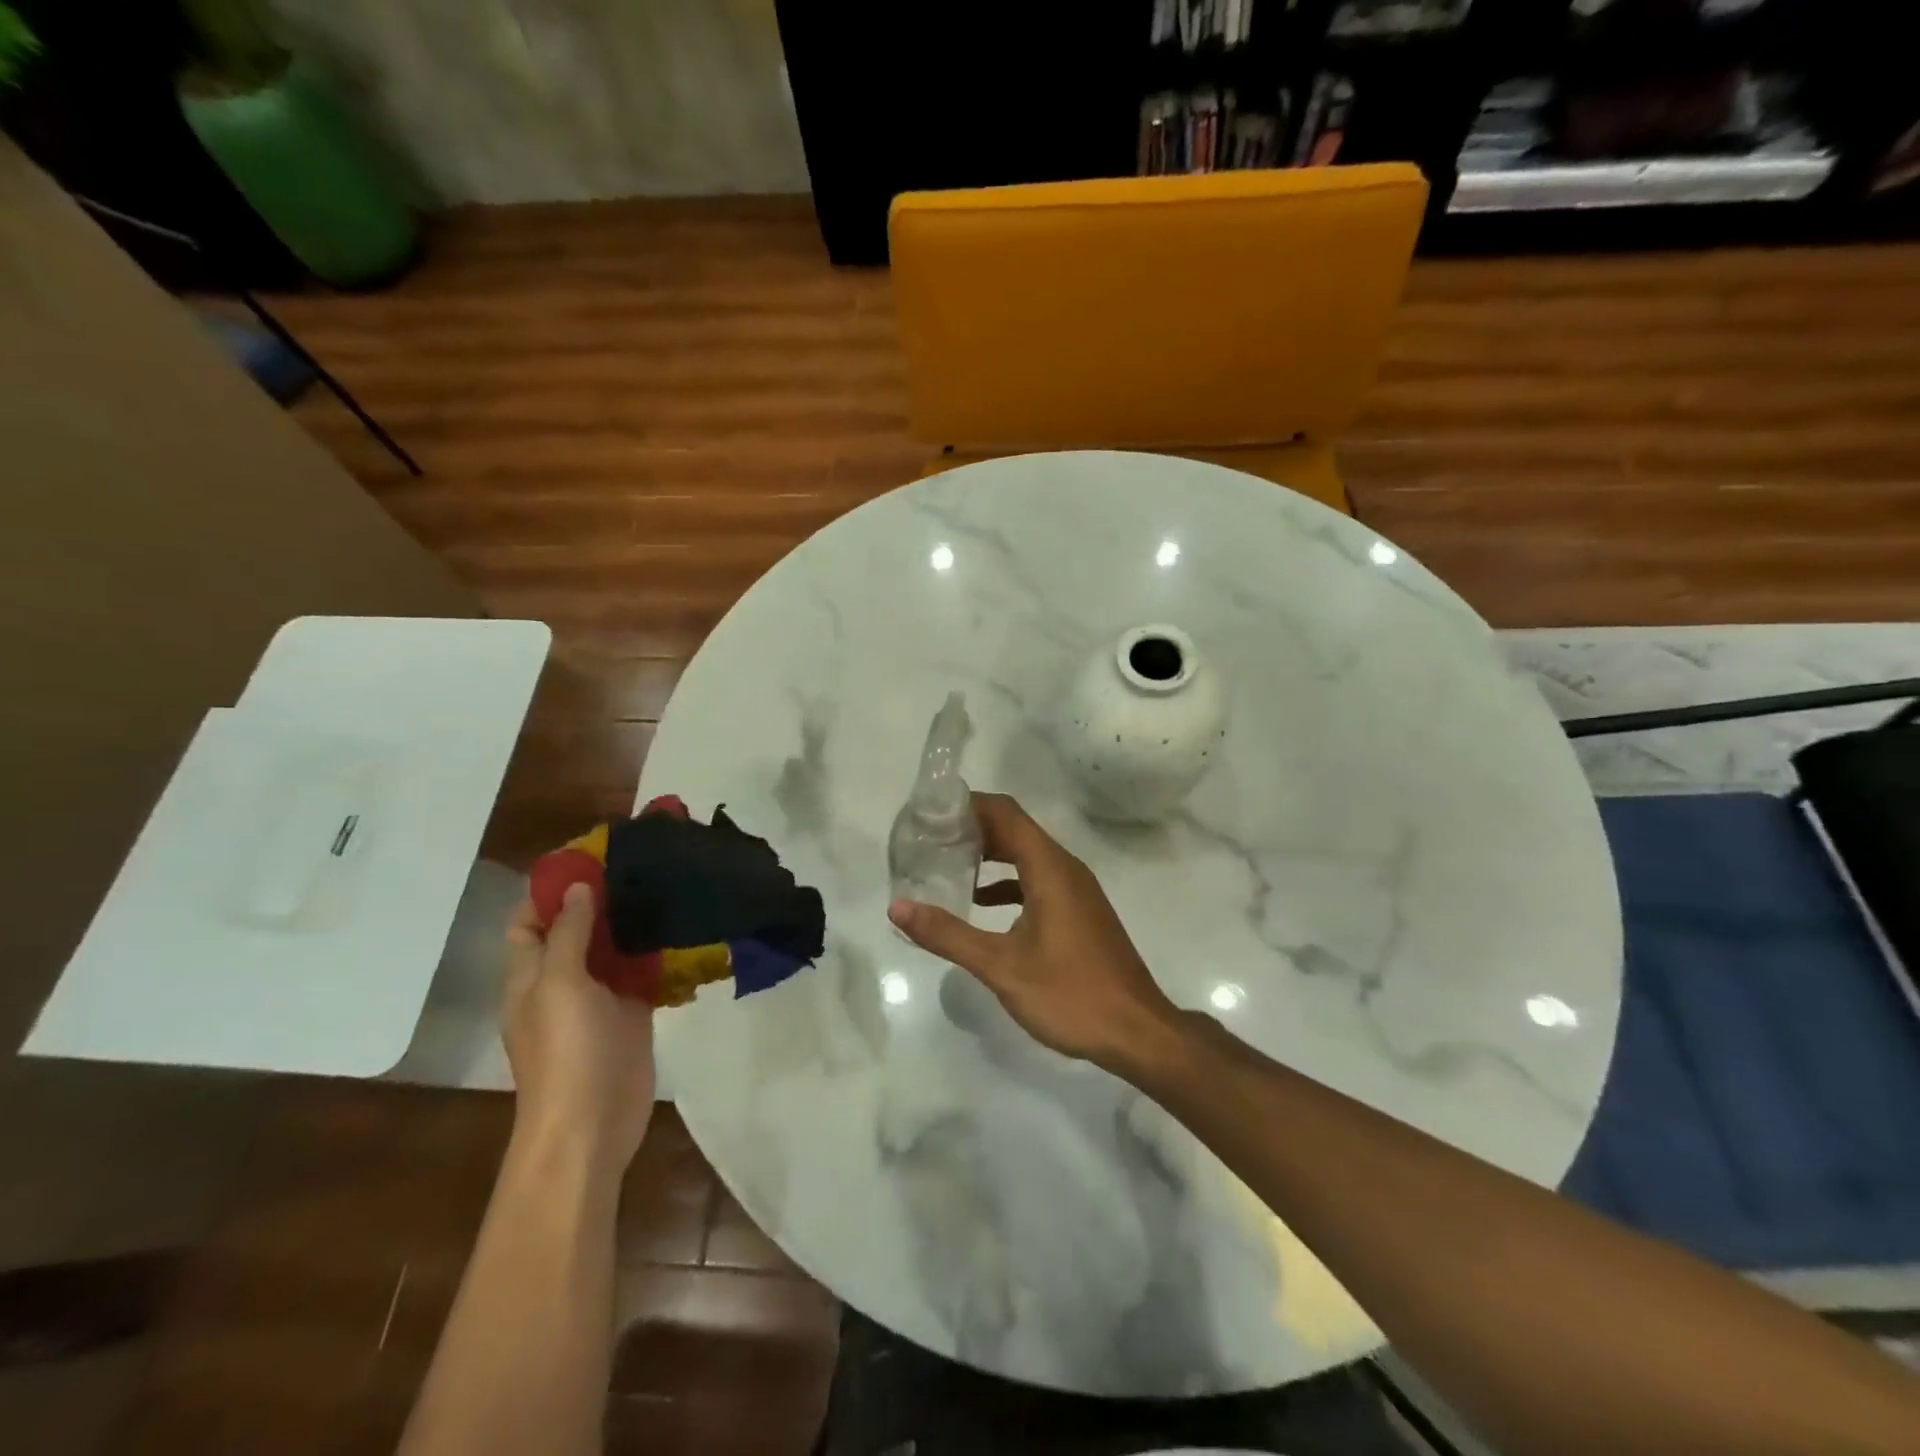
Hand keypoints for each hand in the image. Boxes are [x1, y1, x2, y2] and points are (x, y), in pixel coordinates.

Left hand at [503, 883, 655, 1167]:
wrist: (592, 1121)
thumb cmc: (565, 1051)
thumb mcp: (559, 984)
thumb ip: (569, 934)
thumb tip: (580, 888)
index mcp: (529, 975)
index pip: (528, 921)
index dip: (548, 891)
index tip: (586, 858)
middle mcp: (561, 981)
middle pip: (575, 930)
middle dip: (599, 898)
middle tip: (637, 863)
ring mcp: (598, 998)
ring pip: (612, 948)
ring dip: (630, 922)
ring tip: (663, 884)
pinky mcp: (631, 1012)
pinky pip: (642, 972)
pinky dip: (656, 951)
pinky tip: (680, 927)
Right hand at [887, 793, 1180, 1075]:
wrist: (1137, 1032)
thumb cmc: (1070, 994)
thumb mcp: (1001, 967)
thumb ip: (948, 935)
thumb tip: (897, 907)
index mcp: (1050, 868)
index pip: (1005, 813)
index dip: (968, 805)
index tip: (930, 813)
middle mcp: (1065, 868)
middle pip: (1014, 829)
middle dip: (972, 829)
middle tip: (928, 839)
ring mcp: (1076, 890)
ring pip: (1026, 855)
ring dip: (989, 855)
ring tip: (945, 865)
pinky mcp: (1079, 911)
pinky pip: (1037, 880)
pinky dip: (1007, 882)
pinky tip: (980, 904)